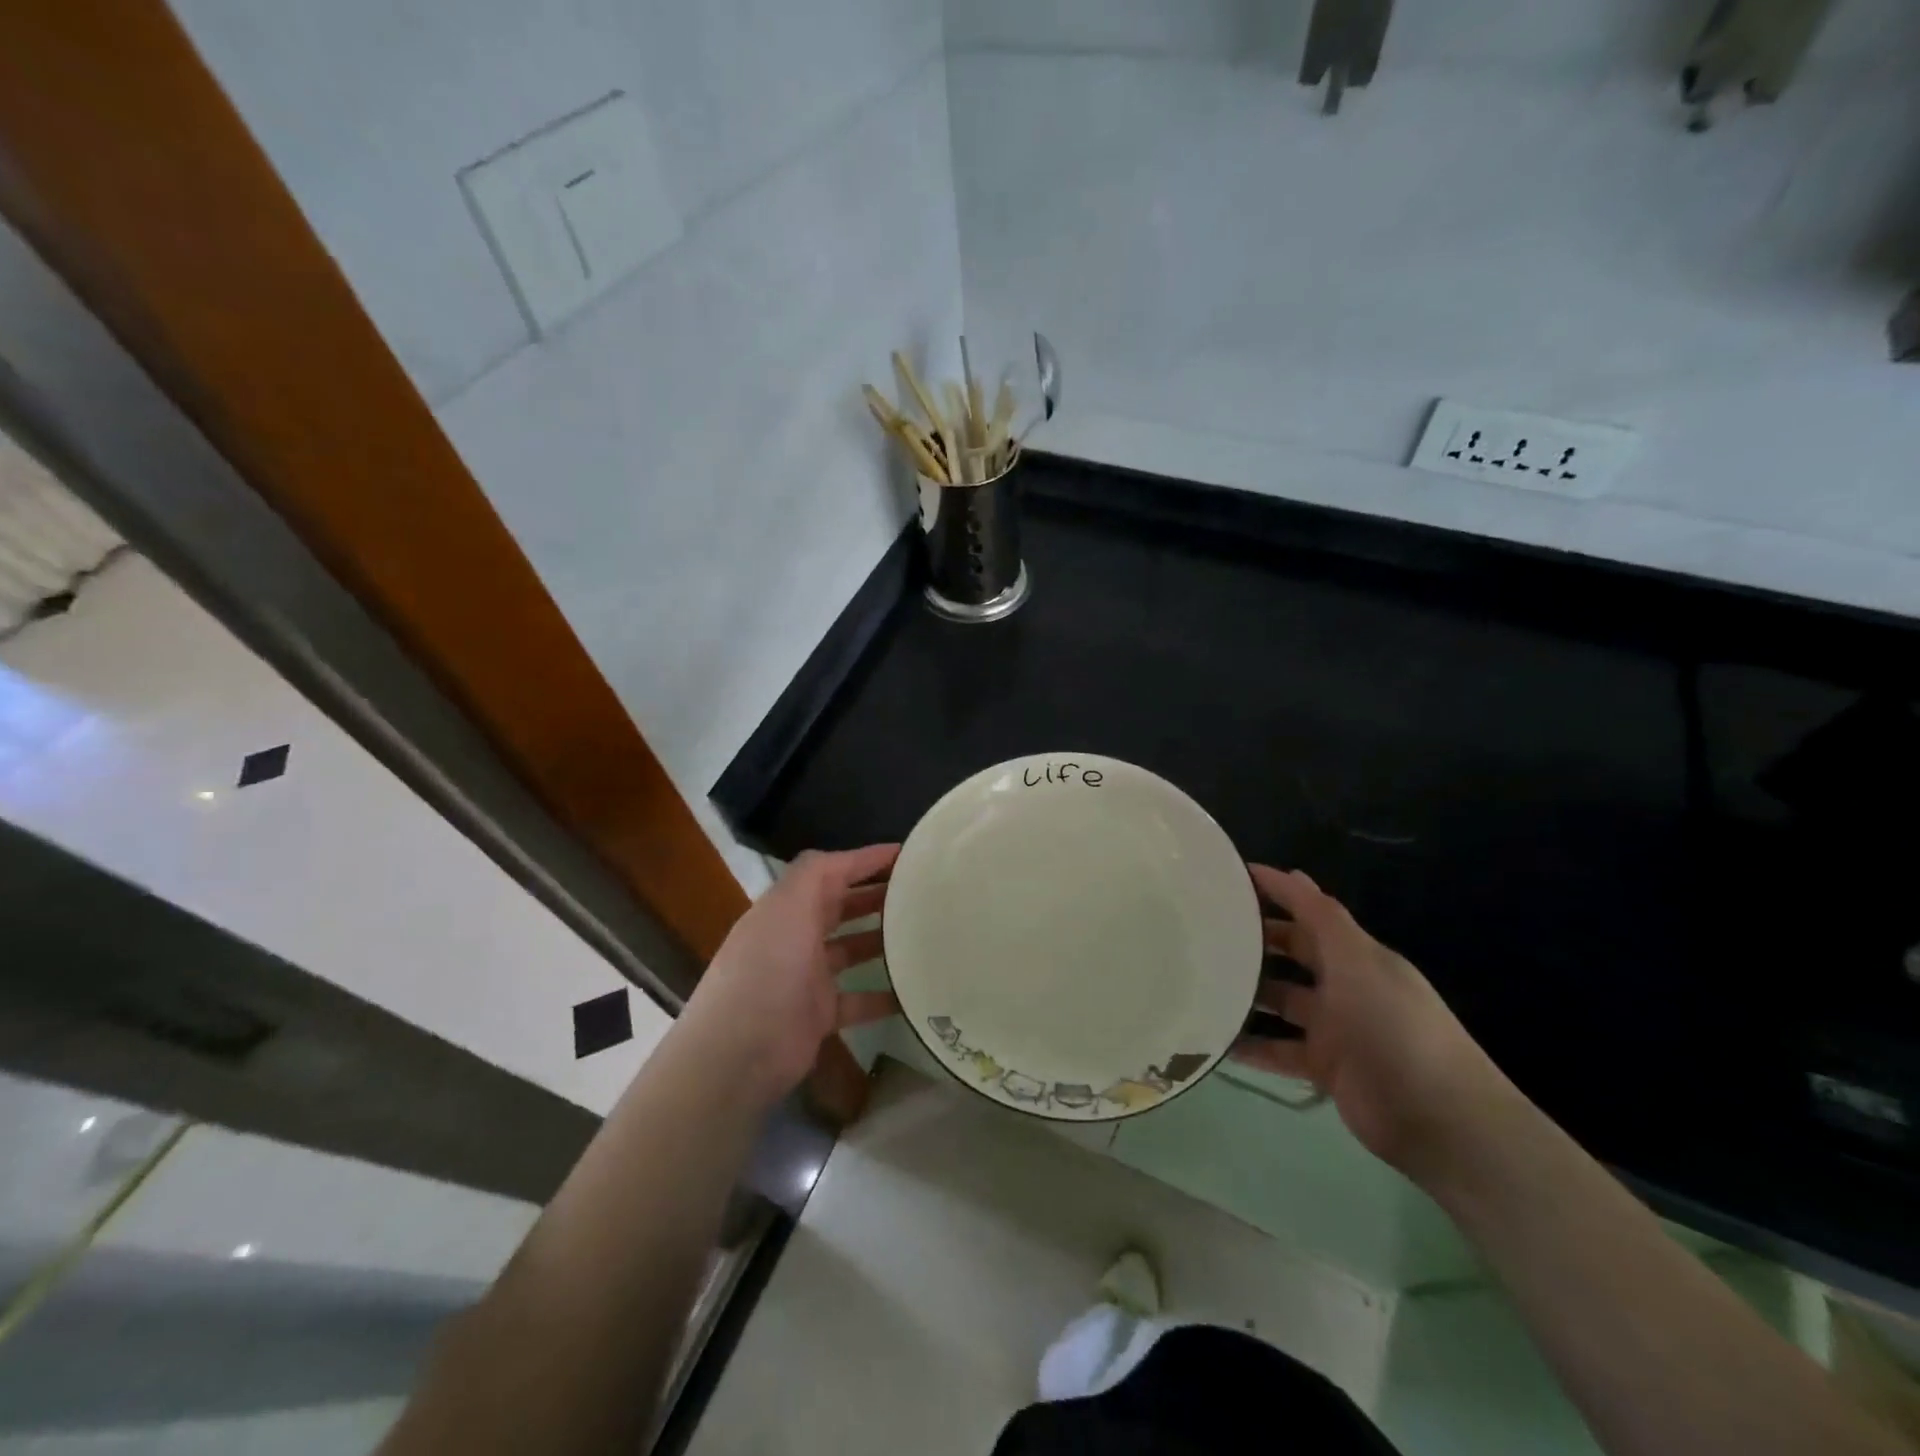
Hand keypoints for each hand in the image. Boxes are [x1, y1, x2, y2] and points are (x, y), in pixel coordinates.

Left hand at [681, 845, 901, 1106]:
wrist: (737, 1053)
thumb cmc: (767, 968)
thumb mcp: (788, 906)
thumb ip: (816, 872)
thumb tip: (852, 857)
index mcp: (787, 906)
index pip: (832, 871)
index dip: (867, 860)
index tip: (909, 855)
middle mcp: (796, 936)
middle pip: (842, 907)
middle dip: (878, 895)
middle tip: (923, 891)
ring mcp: (808, 977)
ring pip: (853, 950)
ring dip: (883, 940)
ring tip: (925, 932)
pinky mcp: (819, 1015)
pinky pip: (859, 1000)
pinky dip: (884, 995)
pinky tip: (915, 990)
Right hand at [1233, 865, 1513, 1186]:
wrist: (1439, 1119)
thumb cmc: (1395, 1026)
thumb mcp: (1358, 961)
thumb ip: (1322, 918)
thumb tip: (1293, 872)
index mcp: (1355, 955)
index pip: (1309, 914)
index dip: (1275, 893)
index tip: (1229, 879)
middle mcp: (1343, 986)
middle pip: (1291, 955)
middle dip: (1254, 941)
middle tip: (1204, 931)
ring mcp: (1334, 1028)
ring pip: (1279, 1002)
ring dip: (1245, 993)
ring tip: (1199, 982)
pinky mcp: (1324, 1068)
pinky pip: (1277, 1050)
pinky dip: (1250, 1045)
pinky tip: (1214, 1039)